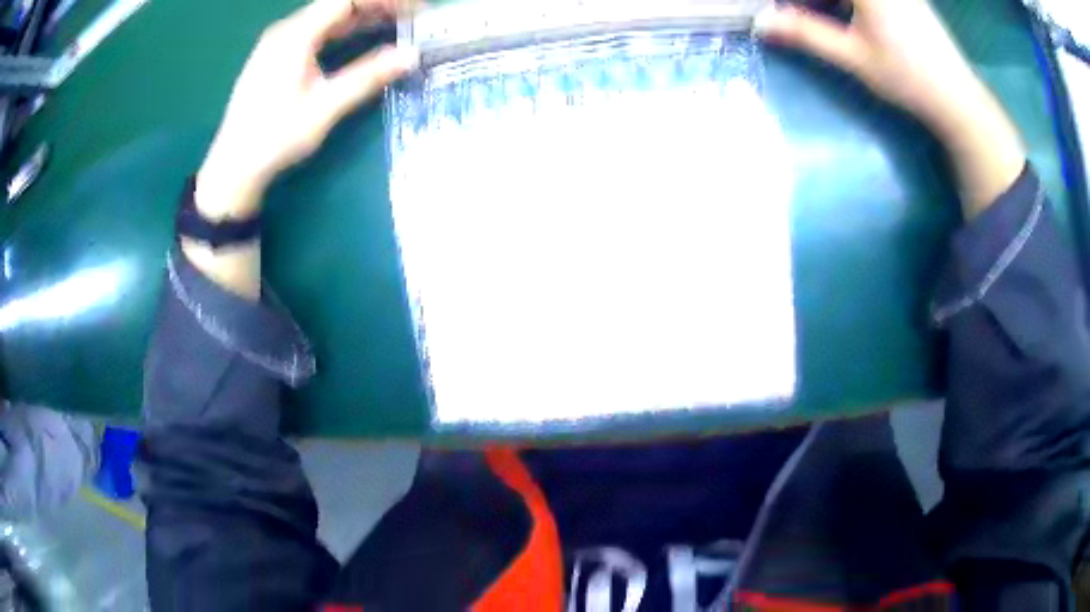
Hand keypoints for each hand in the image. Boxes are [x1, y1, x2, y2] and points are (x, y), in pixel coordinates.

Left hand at [196, 0, 418, 219]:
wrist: (233, 167)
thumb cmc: (275, 137)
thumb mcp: (324, 108)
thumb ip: (367, 77)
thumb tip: (411, 55)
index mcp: (296, 34)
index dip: (385, 1)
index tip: (416, 9)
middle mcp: (286, 30)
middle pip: (338, 5)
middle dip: (377, 7)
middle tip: (413, 18)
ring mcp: (278, 43)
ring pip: (327, 18)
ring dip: (362, 18)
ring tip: (396, 25)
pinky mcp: (276, 58)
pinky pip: (316, 32)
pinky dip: (343, 31)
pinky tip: (361, 39)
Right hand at [756, 0, 1024, 216]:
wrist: (957, 97)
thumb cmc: (908, 78)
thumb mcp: (854, 57)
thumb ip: (807, 34)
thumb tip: (762, 24)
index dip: (794, 0)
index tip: (776, 11)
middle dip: (808, 2)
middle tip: (792, 14)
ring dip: (825, 1)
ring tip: (811, 15)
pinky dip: (845, 1)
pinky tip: (839, 12)